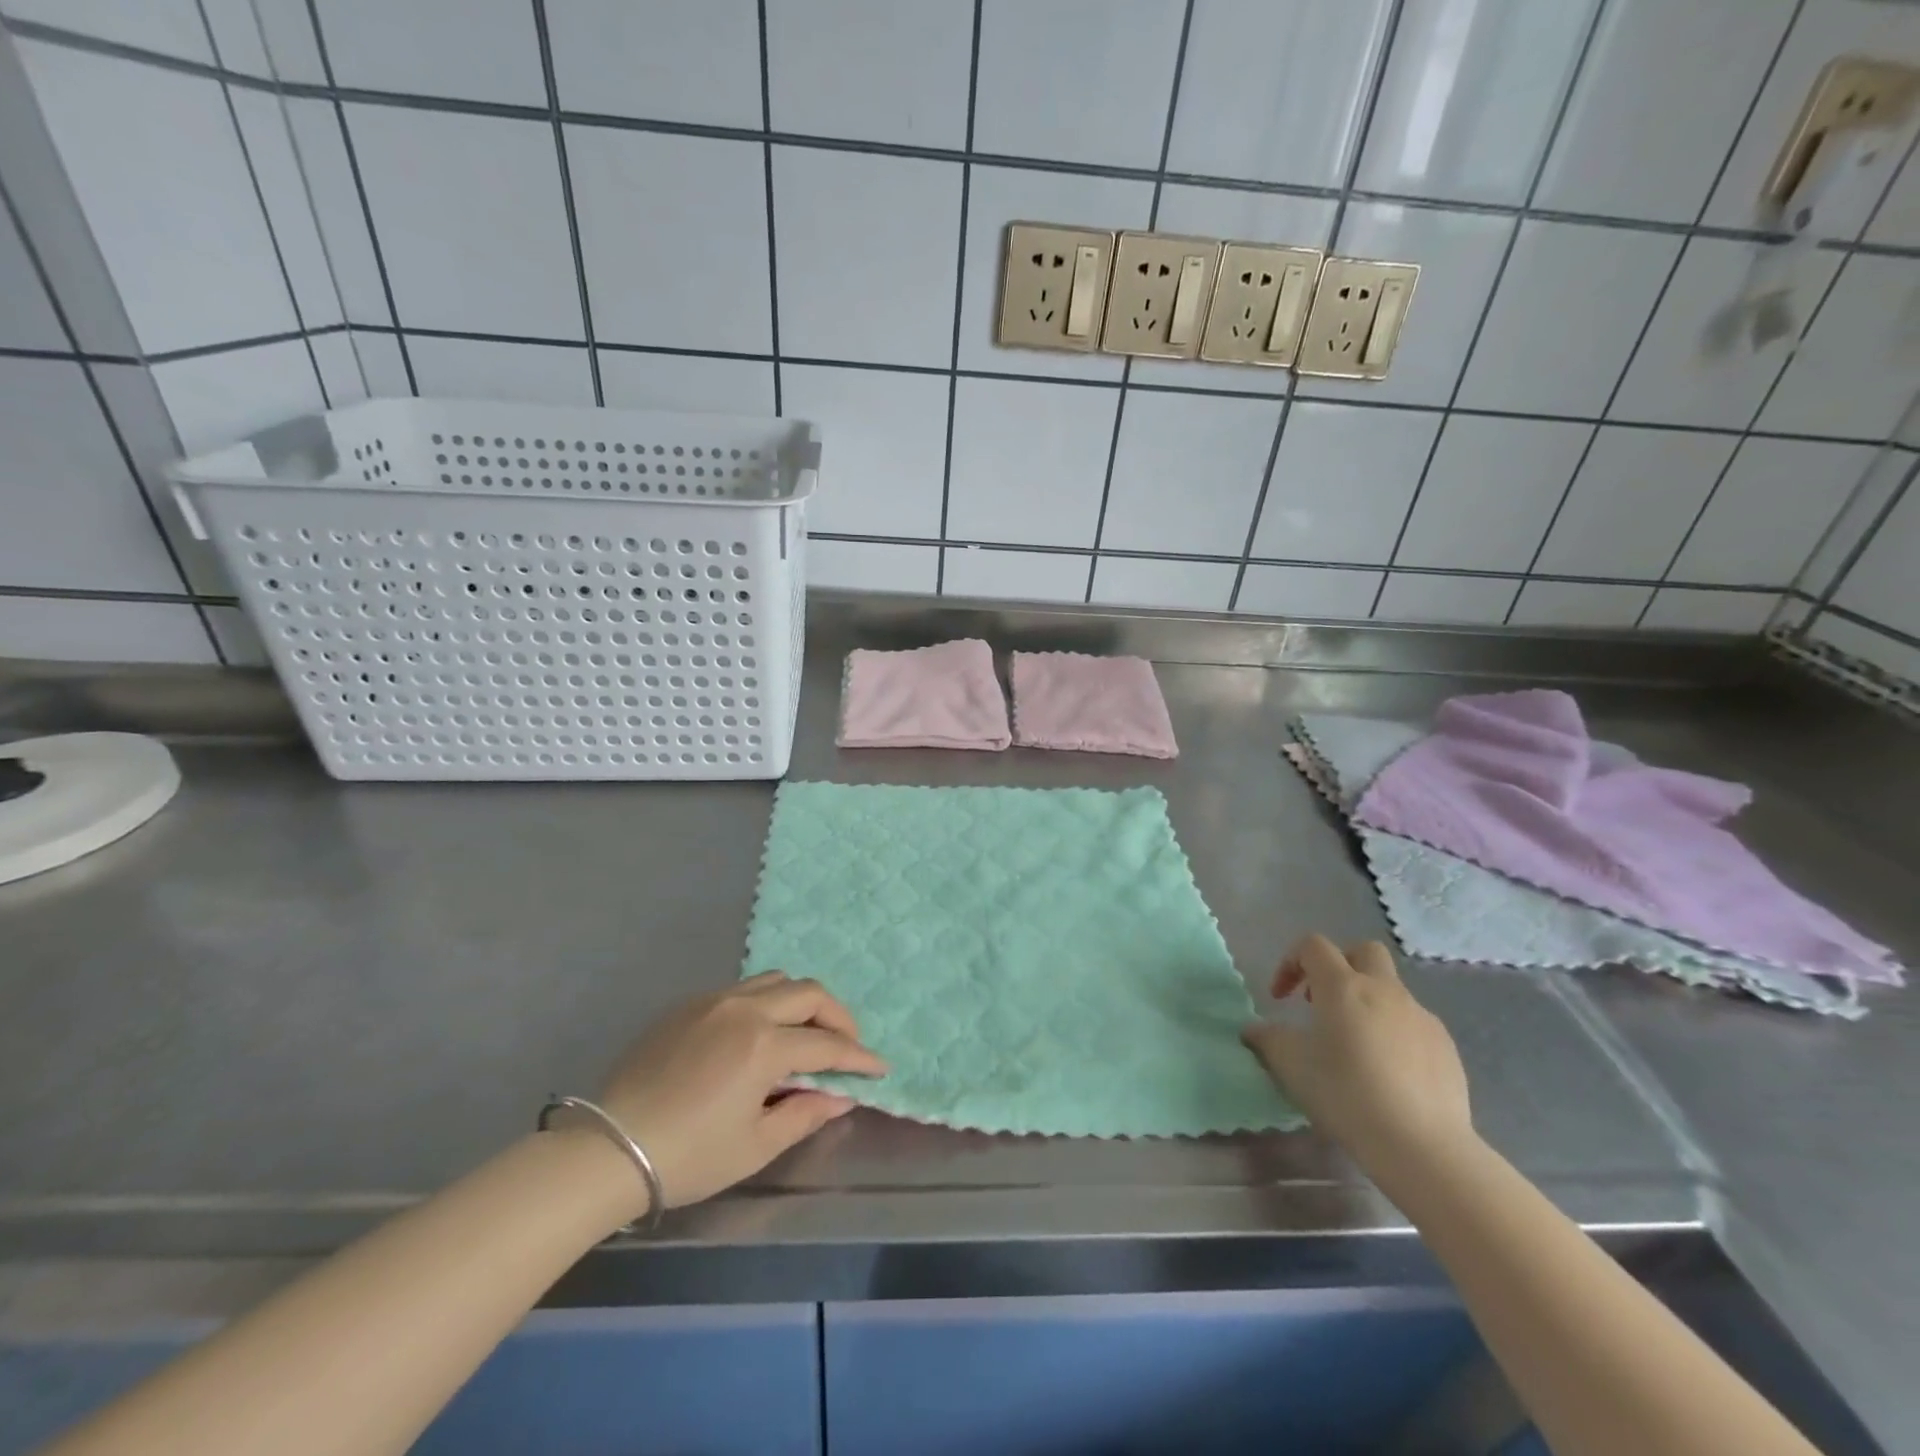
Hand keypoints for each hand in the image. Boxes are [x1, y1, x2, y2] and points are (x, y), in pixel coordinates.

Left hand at [597, 972, 886, 1209]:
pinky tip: (759, 1035)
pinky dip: (767, 1003)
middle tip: (846, 1046)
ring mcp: (713, 1000)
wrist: (607, 1149)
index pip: (827, 1044)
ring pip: (775, 980)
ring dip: (802, 1002)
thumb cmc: (688, 1157)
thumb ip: (805, 1114)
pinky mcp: (688, 1004)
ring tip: (805, 1033)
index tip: (878, 1067)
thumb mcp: (755, 1145)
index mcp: (763, 1044)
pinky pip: (742, 989)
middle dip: (837, 1017)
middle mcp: (744, 1008)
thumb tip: (841, 1096)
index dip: (858, 1057)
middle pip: (808, 992)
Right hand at [1241, 935, 1473, 1172]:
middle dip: (1339, 965)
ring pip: (1390, 989)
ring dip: (1367, 1003)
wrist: (1422, 1146)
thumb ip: (1267, 1039)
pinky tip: (1387, 1072)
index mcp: (1343, 986)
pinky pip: (1413, 1023)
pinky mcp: (1446, 1046)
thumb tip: (1254, 1029)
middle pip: (1362, 951)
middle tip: (1323, 1000)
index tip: (1281, 999)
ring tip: (1354, 1046)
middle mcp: (1384, 990)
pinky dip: (1394, 1033)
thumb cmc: (1346, 1094)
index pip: (1313, 946)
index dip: (1290, 963)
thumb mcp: (1291, 1066)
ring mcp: (1421, 1017)